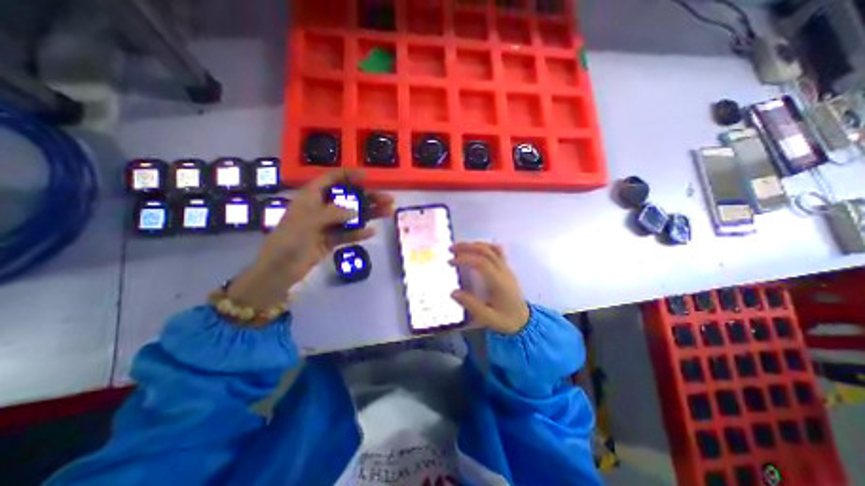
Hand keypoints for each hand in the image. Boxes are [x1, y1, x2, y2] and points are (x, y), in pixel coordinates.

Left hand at [226, 170, 394, 308]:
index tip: (367, 177)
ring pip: (352, 216)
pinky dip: (359, 233)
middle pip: (348, 199)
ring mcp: (327, 225)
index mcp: (311, 197)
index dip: (349, 175)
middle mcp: (321, 208)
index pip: (331, 179)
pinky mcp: (331, 240)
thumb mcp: (310, 220)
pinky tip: (371, 232)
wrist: (279, 269)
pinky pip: (348, 234)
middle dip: (368, 198)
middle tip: (388, 199)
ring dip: (369, 214)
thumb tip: (355, 211)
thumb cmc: (290, 239)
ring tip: (388, 212)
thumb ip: (334, 213)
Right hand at [450, 241, 530, 333]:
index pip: (481, 263)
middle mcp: (503, 271)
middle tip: (450, 249)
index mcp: (499, 283)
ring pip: (492, 248)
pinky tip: (474, 248)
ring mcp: (506, 268)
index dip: (465, 259)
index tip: (450, 262)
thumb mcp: (488, 318)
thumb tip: (453, 292)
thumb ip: (471, 305)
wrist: (524, 320)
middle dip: (467, 247)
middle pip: (486, 251)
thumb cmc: (505, 320)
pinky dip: (484, 246)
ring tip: (459, 247)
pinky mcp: (506, 268)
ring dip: (474, 245)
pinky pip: (497, 251)